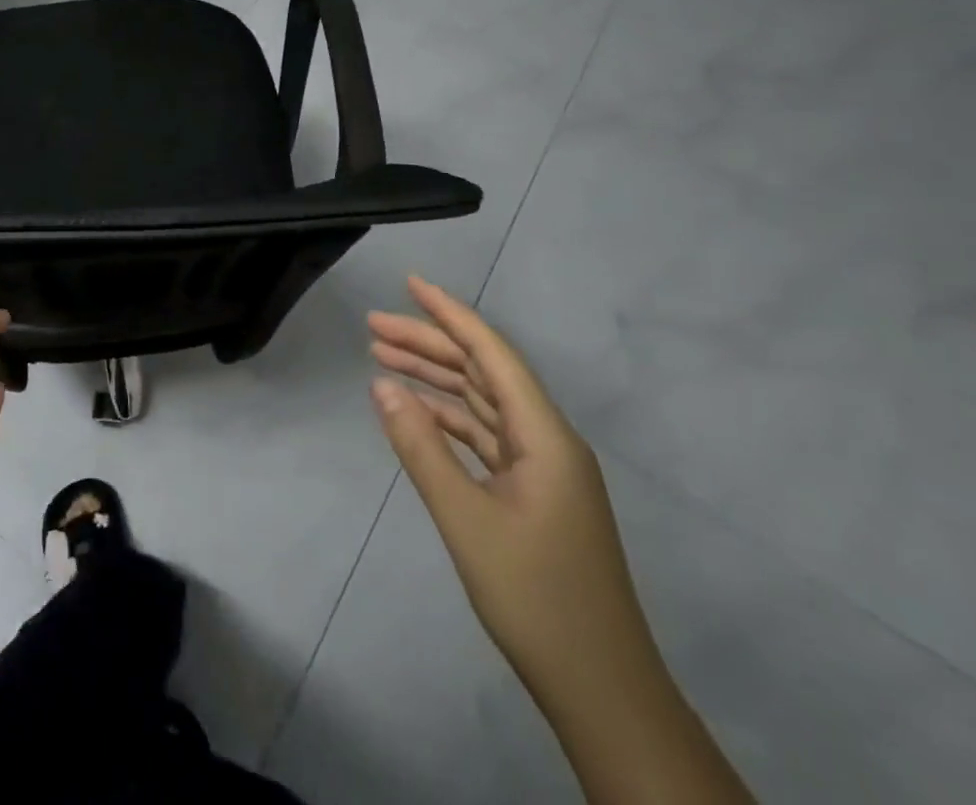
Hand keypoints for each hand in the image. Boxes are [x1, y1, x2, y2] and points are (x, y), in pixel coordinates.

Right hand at [368, 277, 659, 705]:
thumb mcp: (466, 519)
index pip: (492, 354)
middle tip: (373, 326)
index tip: (410, 284)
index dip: (450, 314)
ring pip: (481, 403)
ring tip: (381, 357)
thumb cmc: (535, 598)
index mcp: (545, 436)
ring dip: (435, 378)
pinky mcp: (533, 494)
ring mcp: (542, 469)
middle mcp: (547, 440)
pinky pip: (484, 436)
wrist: (601, 691)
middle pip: (482, 373)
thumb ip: (421, 446)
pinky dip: (448, 418)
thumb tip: (382, 385)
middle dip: (430, 344)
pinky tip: (415, 411)